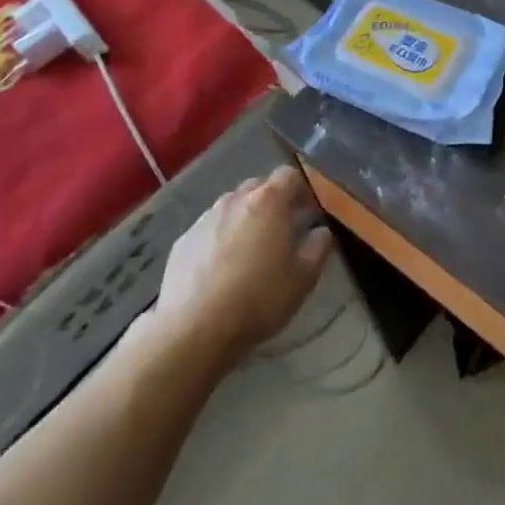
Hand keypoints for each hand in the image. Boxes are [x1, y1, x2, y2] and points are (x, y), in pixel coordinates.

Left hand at [152, 165, 332, 358]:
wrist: (193, 329)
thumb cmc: (258, 298)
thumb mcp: (303, 278)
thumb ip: (319, 247)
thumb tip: (321, 231)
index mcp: (268, 201)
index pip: (289, 174)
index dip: (302, 190)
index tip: (308, 213)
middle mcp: (234, 200)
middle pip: (258, 187)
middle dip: (272, 203)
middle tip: (281, 232)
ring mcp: (205, 218)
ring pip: (232, 207)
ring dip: (245, 220)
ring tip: (249, 252)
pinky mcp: (183, 241)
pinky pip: (209, 229)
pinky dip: (219, 239)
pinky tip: (221, 270)